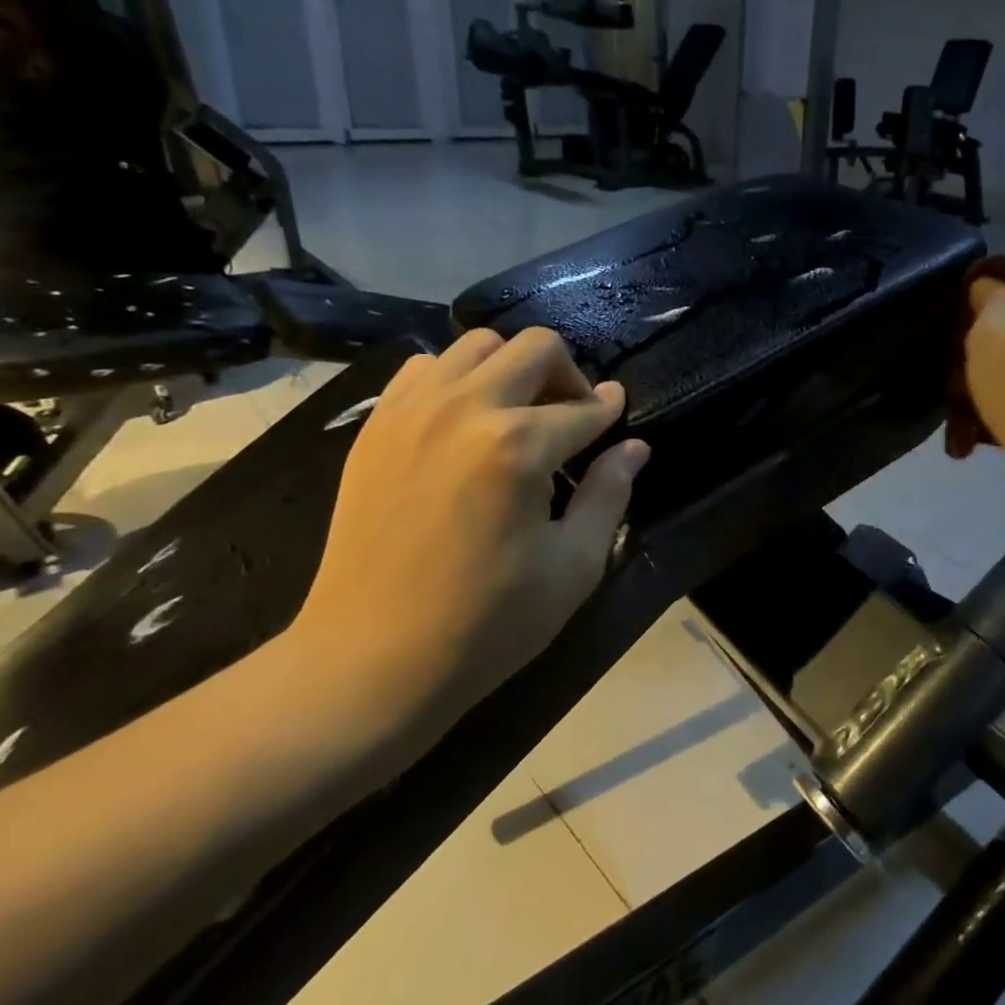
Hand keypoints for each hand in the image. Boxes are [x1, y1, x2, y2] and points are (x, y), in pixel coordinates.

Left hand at [288, 328, 649, 750]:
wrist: (370, 659)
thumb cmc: (487, 622)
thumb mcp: (573, 566)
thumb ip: (610, 494)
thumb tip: (634, 447)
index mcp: (520, 445)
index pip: (584, 407)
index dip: (609, 409)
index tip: (617, 411)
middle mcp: (466, 408)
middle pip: (535, 347)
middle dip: (567, 374)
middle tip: (572, 417)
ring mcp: (413, 411)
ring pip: (477, 345)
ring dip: (511, 369)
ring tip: (517, 415)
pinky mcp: (376, 426)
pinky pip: (424, 368)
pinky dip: (456, 378)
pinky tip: (464, 422)